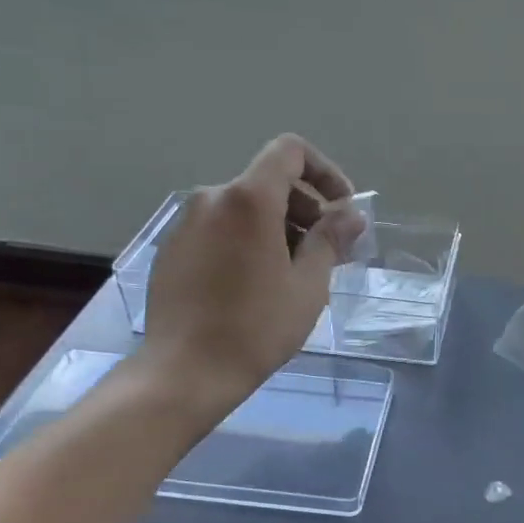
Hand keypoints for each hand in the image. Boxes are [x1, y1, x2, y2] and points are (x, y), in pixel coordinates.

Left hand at [138, 135, 364, 403]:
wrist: (185, 371)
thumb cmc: (256, 327)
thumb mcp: (308, 285)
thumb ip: (330, 239)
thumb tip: (351, 215)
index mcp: (248, 200)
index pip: (290, 152)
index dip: (324, 171)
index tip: (340, 210)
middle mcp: (212, 199)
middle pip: (269, 182)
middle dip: (306, 208)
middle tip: (326, 253)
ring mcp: (186, 223)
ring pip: (244, 208)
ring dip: (279, 227)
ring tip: (294, 274)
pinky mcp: (172, 249)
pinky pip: (220, 229)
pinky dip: (248, 241)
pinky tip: (256, 285)